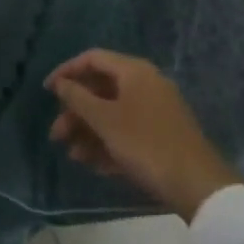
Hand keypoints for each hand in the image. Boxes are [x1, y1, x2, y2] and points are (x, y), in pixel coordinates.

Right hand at [46, 50, 242, 221]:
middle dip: (76, 112)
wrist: (196, 184)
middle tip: (56, 136)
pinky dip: (109, 143)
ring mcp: (156, 110)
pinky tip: (95, 165)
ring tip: (74, 156)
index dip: (67, 71)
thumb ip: (78, 98)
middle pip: (101, 89)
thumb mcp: (105, 120)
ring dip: (89, 132)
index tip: (46, 91)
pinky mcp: (162, 135)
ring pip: (113, 113)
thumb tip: (60, 82)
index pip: (93, 59)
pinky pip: (127, 131)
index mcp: (134, 71)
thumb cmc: (145, 143)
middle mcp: (146, 84)